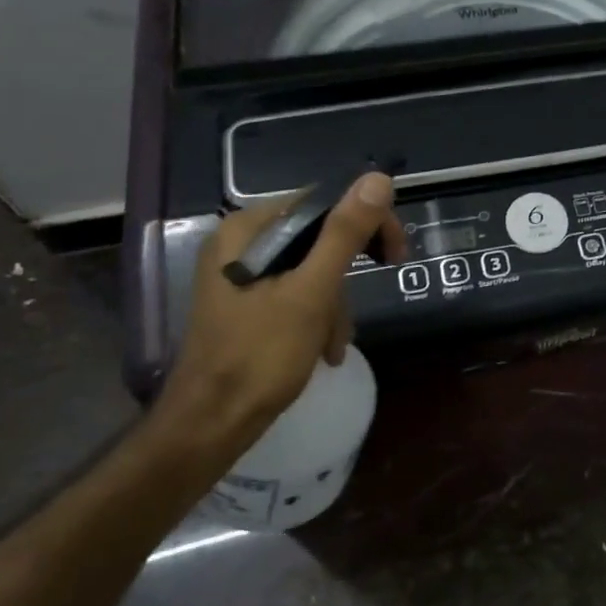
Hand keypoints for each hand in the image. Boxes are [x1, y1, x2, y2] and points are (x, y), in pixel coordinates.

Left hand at [156, 173, 406, 460]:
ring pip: (312, 269)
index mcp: (248, 230)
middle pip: (318, 237)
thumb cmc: (259, 356)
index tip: (395, 257)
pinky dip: (317, 317)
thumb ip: (344, 234)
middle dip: (344, 277)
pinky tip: (322, 350)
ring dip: (333, 305)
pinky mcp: (248, 303)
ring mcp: (243, 275)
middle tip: (364, 303)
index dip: (366, 223)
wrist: (210, 426)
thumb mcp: (311, 292)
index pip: (323, 202)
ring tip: (332, 344)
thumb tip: (377, 178)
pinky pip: (298, 292)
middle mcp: (242, 244)